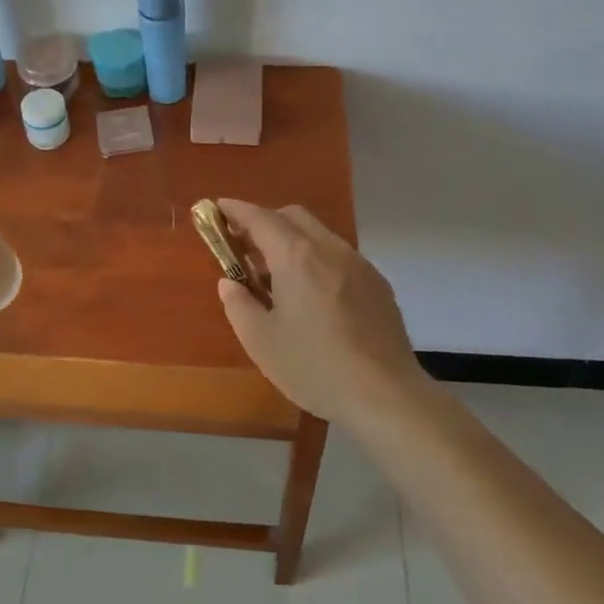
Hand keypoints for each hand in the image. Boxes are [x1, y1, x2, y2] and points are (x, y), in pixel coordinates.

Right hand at [214, 200, 425, 427]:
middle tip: (244, 247)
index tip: (217, 208)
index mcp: (296, 256)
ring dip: (292, 241)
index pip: (259, 217)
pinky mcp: (377, 283)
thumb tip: (229, 283)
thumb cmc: (315, 367)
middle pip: (292, 216)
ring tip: (277, 276)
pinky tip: (313, 296)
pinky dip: (317, 259)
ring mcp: (358, 263)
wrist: (386, 395)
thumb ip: (239, 304)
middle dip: (265, 222)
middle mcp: (329, 248)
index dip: (235, 210)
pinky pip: (339, 256)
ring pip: (319, 234)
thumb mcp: (261, 341)